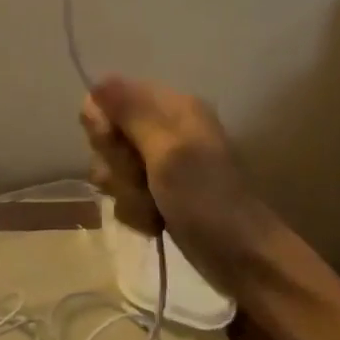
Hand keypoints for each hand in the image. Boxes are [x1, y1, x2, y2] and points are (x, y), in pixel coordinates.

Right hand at [81, 76, 284, 291]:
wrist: (242, 259)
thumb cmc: (205, 199)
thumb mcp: (167, 151)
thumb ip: (130, 113)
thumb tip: (97, 80)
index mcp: (171, 106)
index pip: (109, 96)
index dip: (103, 124)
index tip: (115, 145)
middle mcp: (163, 127)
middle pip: (107, 134)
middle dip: (116, 164)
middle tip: (142, 178)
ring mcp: (160, 162)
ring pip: (112, 167)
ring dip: (125, 191)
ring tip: (152, 206)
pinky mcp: (157, 191)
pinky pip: (123, 192)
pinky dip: (135, 209)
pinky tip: (155, 221)